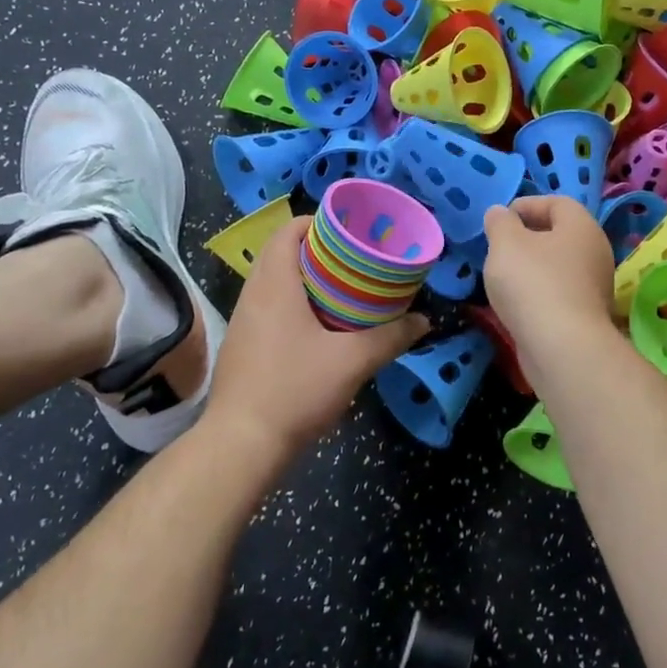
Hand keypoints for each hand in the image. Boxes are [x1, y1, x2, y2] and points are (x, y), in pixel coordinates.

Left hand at [205, 216, 429, 454]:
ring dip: (309, 282)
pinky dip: (296, 306)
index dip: (321, 223)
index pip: (290, 229)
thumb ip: (391, 338)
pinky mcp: (243, 345)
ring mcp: (243, 321)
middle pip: (285, 254)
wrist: (241, 444)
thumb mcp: (353, 362)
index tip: (353, 234)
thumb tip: (424, 322)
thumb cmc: (295, 389)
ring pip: (277, 284)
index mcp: (274, 283)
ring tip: (347, 293)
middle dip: (322, 253)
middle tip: (359, 263)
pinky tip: (322, 330)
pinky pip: (271, 309)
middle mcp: (253, 294)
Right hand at [481, 197, 617, 353]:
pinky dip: (538, 292)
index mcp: (581, 226)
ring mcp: (594, 286)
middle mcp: (595, 252)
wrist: (561, 347)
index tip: (500, 218)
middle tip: (499, 246)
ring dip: (532, 266)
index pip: (557, 202)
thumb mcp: (506, 243)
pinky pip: (559, 293)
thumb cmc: (533, 282)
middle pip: (560, 235)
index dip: (527, 204)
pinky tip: (517, 303)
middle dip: (528, 237)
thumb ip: (500, 223)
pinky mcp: (586, 316)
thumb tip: (500, 213)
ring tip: (503, 276)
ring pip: (559, 266)